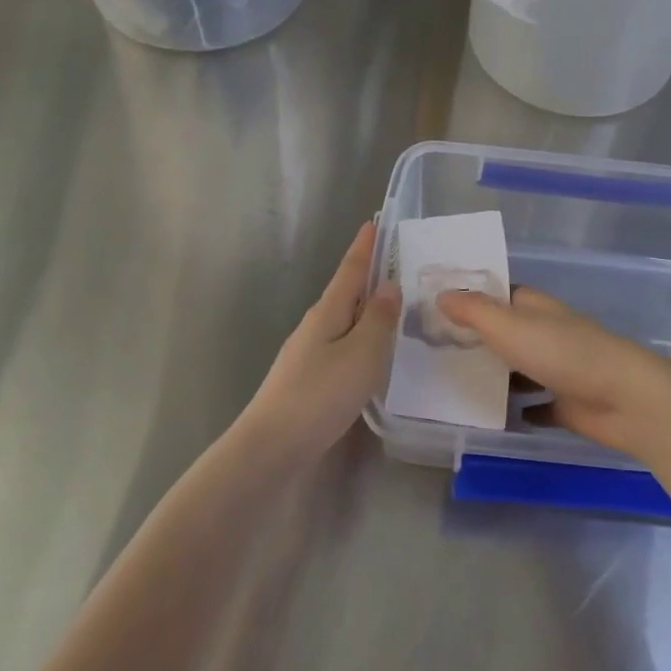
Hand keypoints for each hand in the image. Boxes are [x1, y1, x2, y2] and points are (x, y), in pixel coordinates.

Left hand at [240, 221, 400, 460]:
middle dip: (369, 277)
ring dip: (367, 310)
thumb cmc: (320, 394)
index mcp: (328, 312)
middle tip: (399, 266)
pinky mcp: (309, 379)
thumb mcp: (361, 354)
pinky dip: (361, 339)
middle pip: (347, 293)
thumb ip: (378, 320)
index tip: (374, 222)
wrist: (271, 447)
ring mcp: (309, 353)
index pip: (351, 270)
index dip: (364, 247)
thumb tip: (388, 285)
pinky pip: (342, 346)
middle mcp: (316, 326)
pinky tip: (372, 354)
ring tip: (394, 308)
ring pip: (345, 321)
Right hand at [436, 286, 670, 464]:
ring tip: (455, 384)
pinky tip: (496, 417)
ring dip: (498, 375)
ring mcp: (560, 369)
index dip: (473, 297)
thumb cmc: (563, 353)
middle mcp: (548, 333)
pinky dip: (521, 408)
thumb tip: (441, 294)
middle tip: (437, 349)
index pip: (500, 295)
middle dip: (479, 338)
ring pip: (522, 368)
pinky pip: (538, 405)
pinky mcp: (569, 404)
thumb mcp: (510, 327)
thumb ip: (475, 311)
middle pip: (509, 332)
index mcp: (536, 308)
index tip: (438, 306)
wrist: (624, 399)